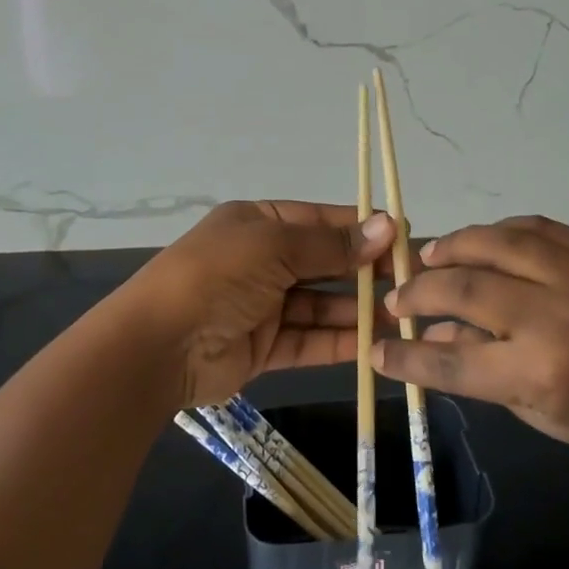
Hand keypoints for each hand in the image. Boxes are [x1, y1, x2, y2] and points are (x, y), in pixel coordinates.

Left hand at [127, 201, 394, 408]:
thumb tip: (388, 226)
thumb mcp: (274, 247)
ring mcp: (262, 305)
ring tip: (401, 316)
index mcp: (258, 223)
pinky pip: (308, 340)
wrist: (158, 346)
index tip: (403, 237)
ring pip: (320, 304)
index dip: (361, 228)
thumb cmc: (217, 276)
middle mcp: (262, 260)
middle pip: (323, 263)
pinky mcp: (263, 347)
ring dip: (356, 310)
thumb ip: (331, 244)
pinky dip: (338, 342)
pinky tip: (373, 345)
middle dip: (364, 271)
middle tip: (411, 281)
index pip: (320, 221)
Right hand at [375, 215, 568, 477]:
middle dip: (420, 291)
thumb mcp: (542, 415)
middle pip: (465, 288)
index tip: (378, 348)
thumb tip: (431, 337)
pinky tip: (484, 240)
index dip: (407, 355)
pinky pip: (537, 227)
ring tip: (428, 256)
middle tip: (397, 296)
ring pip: (497, 243)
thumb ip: (482, 371)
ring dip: (453, 246)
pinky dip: (501, 230)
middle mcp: (555, 315)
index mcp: (542, 372)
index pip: (453, 359)